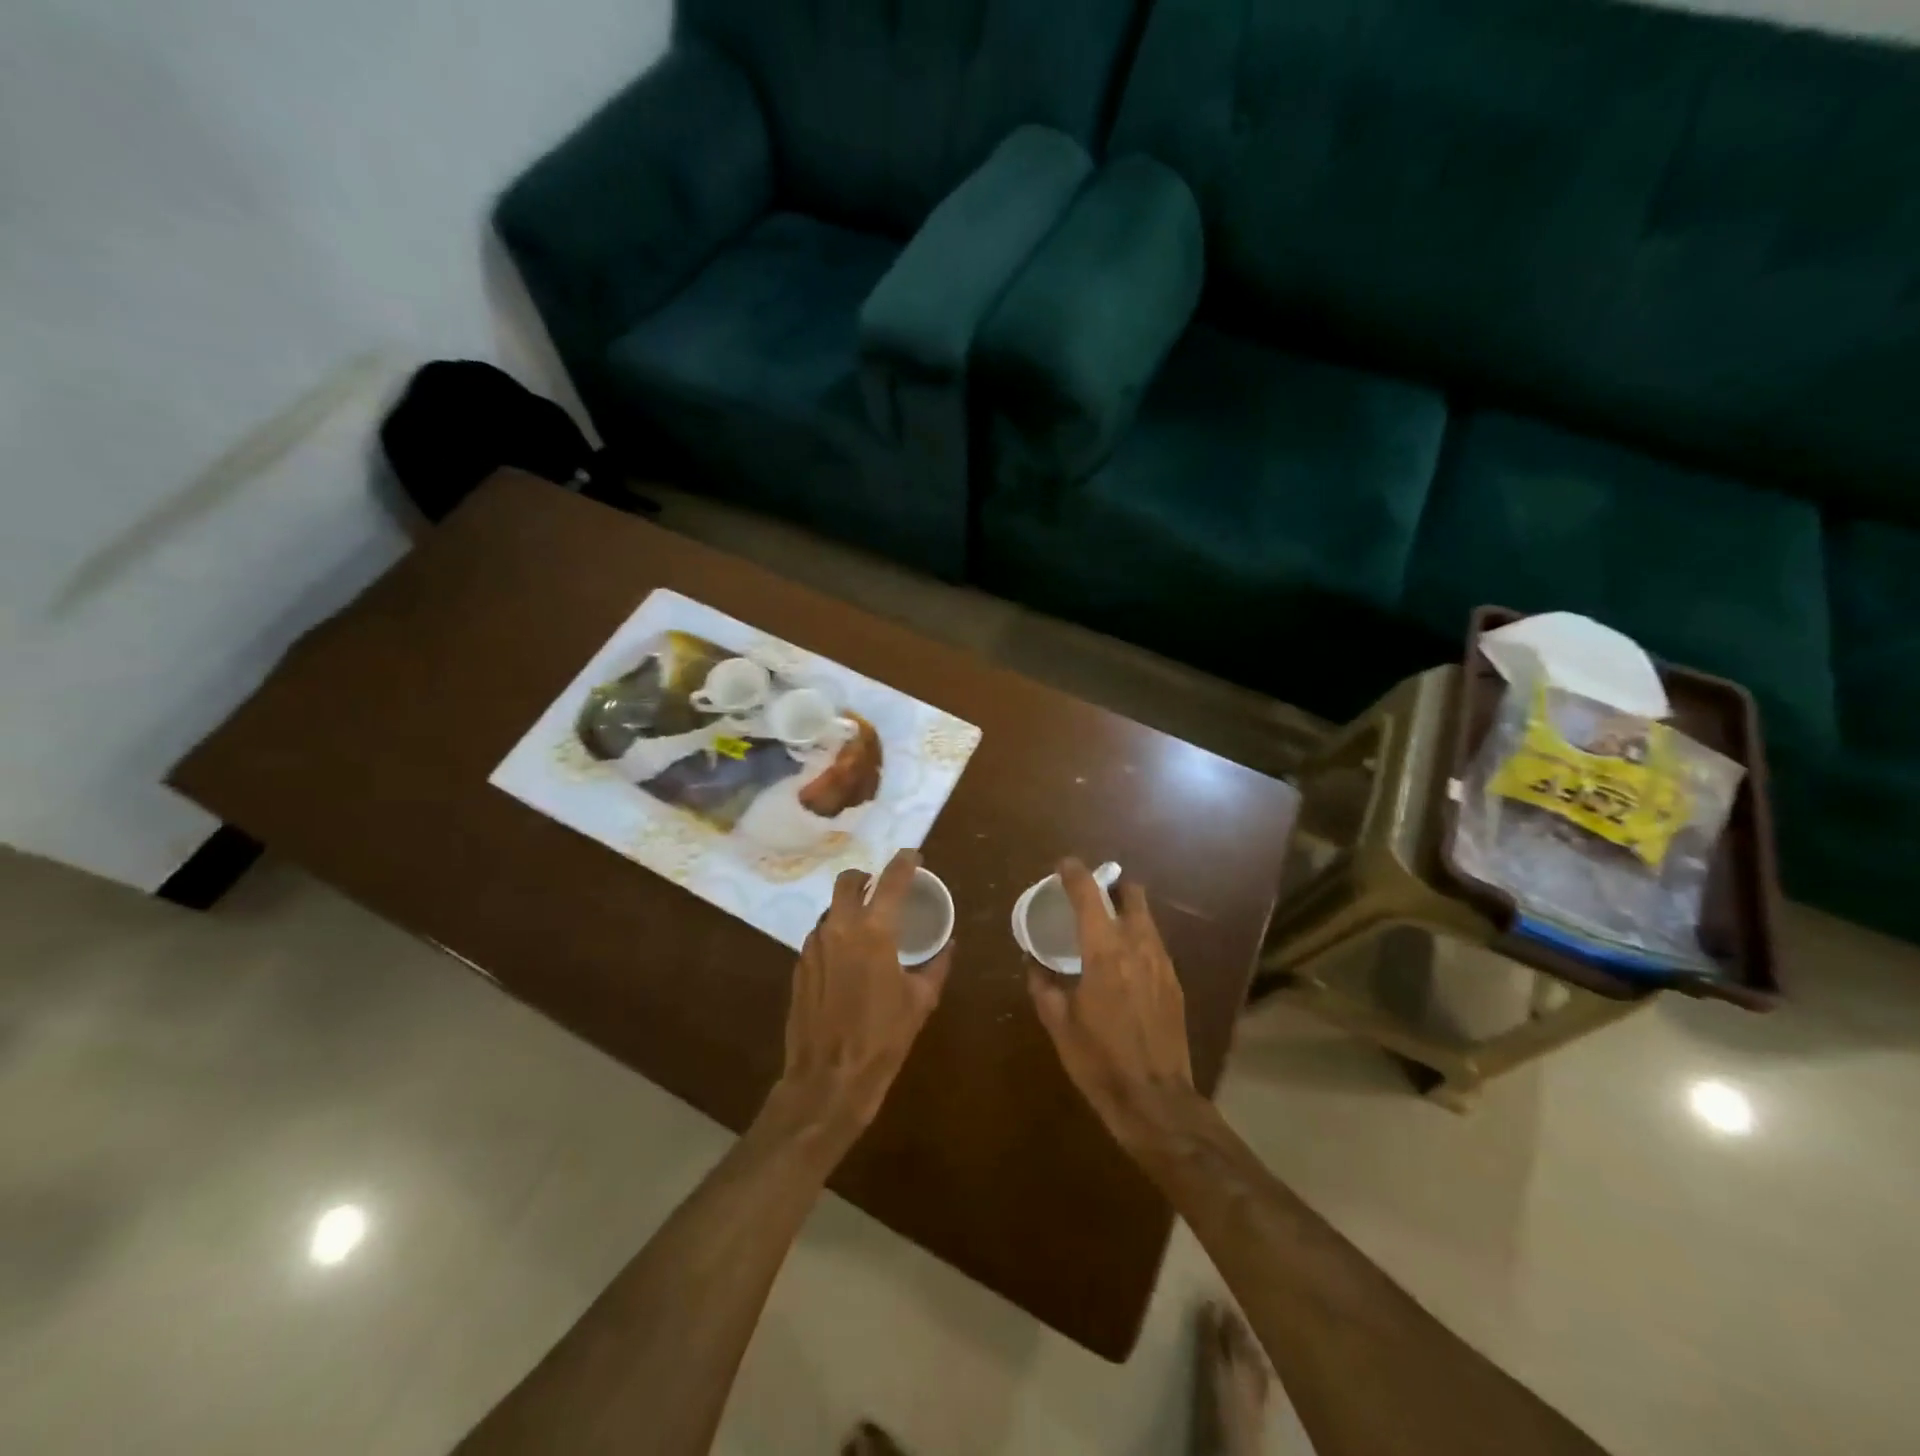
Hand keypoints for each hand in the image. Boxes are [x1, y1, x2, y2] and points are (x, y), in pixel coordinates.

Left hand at [776, 850, 952, 1138]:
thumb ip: (936, 966)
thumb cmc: (882, 1039)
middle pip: (848, 881)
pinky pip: (820, 935)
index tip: (913, 855)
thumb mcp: (920, 1002)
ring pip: (831, 909)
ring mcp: (814, 945)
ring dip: (850, 908)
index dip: (905, 862)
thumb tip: (948, 945)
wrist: (828, 1078)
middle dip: (866, 877)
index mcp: (874, 931)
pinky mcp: (799, 965)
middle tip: (881, 887)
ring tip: (867, 927)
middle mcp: (839, 928)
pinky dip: (836, 934)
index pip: (891, 881)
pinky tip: (847, 959)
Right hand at [1026, 859, 1199, 1153]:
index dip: (1075, 874)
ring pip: (1147, 919)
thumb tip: (1033, 963)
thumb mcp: (1059, 1024)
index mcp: (1105, 953)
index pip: (1089, 896)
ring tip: (1105, 926)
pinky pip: (1155, 944)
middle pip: (1133, 895)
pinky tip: (1125, 961)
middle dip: (1113, 885)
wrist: (1156, 1101)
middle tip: (1092, 893)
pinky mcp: (1175, 984)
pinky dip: (1138, 938)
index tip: (1064, 864)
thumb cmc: (1099, 1061)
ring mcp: (1162, 964)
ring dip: (1127, 911)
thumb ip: (1043, 986)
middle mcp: (1138, 947)